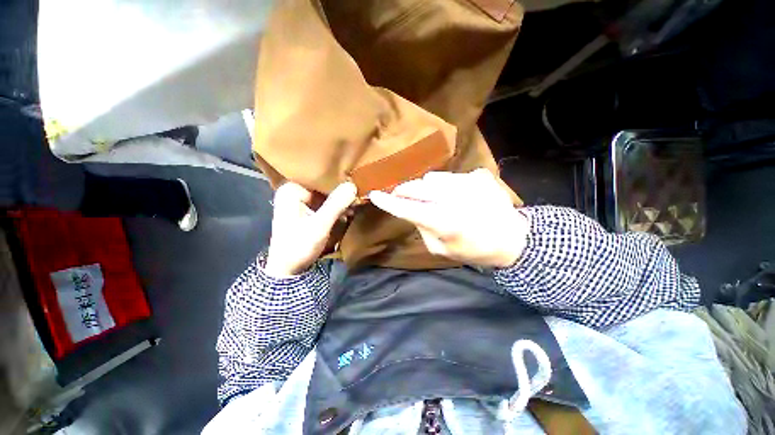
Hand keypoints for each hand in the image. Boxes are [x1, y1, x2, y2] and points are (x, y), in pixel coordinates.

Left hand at [265, 182, 356, 276]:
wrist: (288, 270)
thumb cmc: (299, 246)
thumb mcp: (320, 225)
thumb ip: (335, 204)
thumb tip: (353, 185)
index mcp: (291, 190)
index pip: (319, 178)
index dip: (337, 179)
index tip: (354, 182)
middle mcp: (294, 192)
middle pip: (322, 186)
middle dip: (340, 192)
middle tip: (358, 195)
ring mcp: (300, 202)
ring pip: (325, 195)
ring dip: (340, 201)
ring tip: (355, 205)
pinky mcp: (307, 211)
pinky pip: (324, 204)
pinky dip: (336, 208)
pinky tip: (347, 212)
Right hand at [369, 169, 528, 267]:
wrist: (512, 238)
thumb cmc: (474, 249)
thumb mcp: (441, 250)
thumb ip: (423, 229)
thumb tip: (414, 211)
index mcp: (443, 221)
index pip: (407, 208)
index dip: (388, 201)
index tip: (374, 195)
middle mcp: (453, 197)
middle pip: (417, 186)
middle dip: (404, 190)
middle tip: (400, 194)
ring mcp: (467, 182)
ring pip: (433, 178)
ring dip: (426, 188)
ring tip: (433, 197)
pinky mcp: (479, 175)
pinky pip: (452, 177)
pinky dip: (447, 185)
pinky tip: (457, 195)